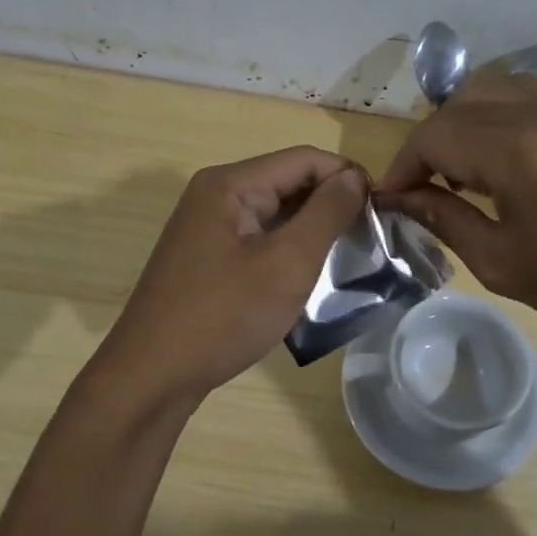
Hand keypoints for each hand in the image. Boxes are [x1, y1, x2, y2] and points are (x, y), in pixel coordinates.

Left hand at [102, 147, 367, 399]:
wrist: (152, 376)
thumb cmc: (223, 316)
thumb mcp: (287, 264)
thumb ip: (326, 214)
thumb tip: (355, 177)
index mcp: (230, 184)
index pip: (304, 159)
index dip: (347, 176)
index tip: (383, 209)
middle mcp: (214, 194)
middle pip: (286, 181)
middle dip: (330, 202)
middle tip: (371, 236)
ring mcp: (206, 226)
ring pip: (273, 211)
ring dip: (310, 227)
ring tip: (348, 255)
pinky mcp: (205, 256)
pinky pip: (256, 237)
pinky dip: (286, 247)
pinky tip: (307, 273)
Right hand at [377, 74, 536, 352]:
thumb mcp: (504, 263)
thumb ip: (445, 220)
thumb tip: (400, 198)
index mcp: (514, 149)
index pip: (433, 136)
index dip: (403, 166)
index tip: (393, 198)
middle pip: (458, 104)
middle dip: (430, 143)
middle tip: (426, 187)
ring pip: (494, 89)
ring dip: (465, 123)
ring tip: (464, 172)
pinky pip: (531, 97)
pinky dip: (501, 118)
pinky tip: (509, 163)